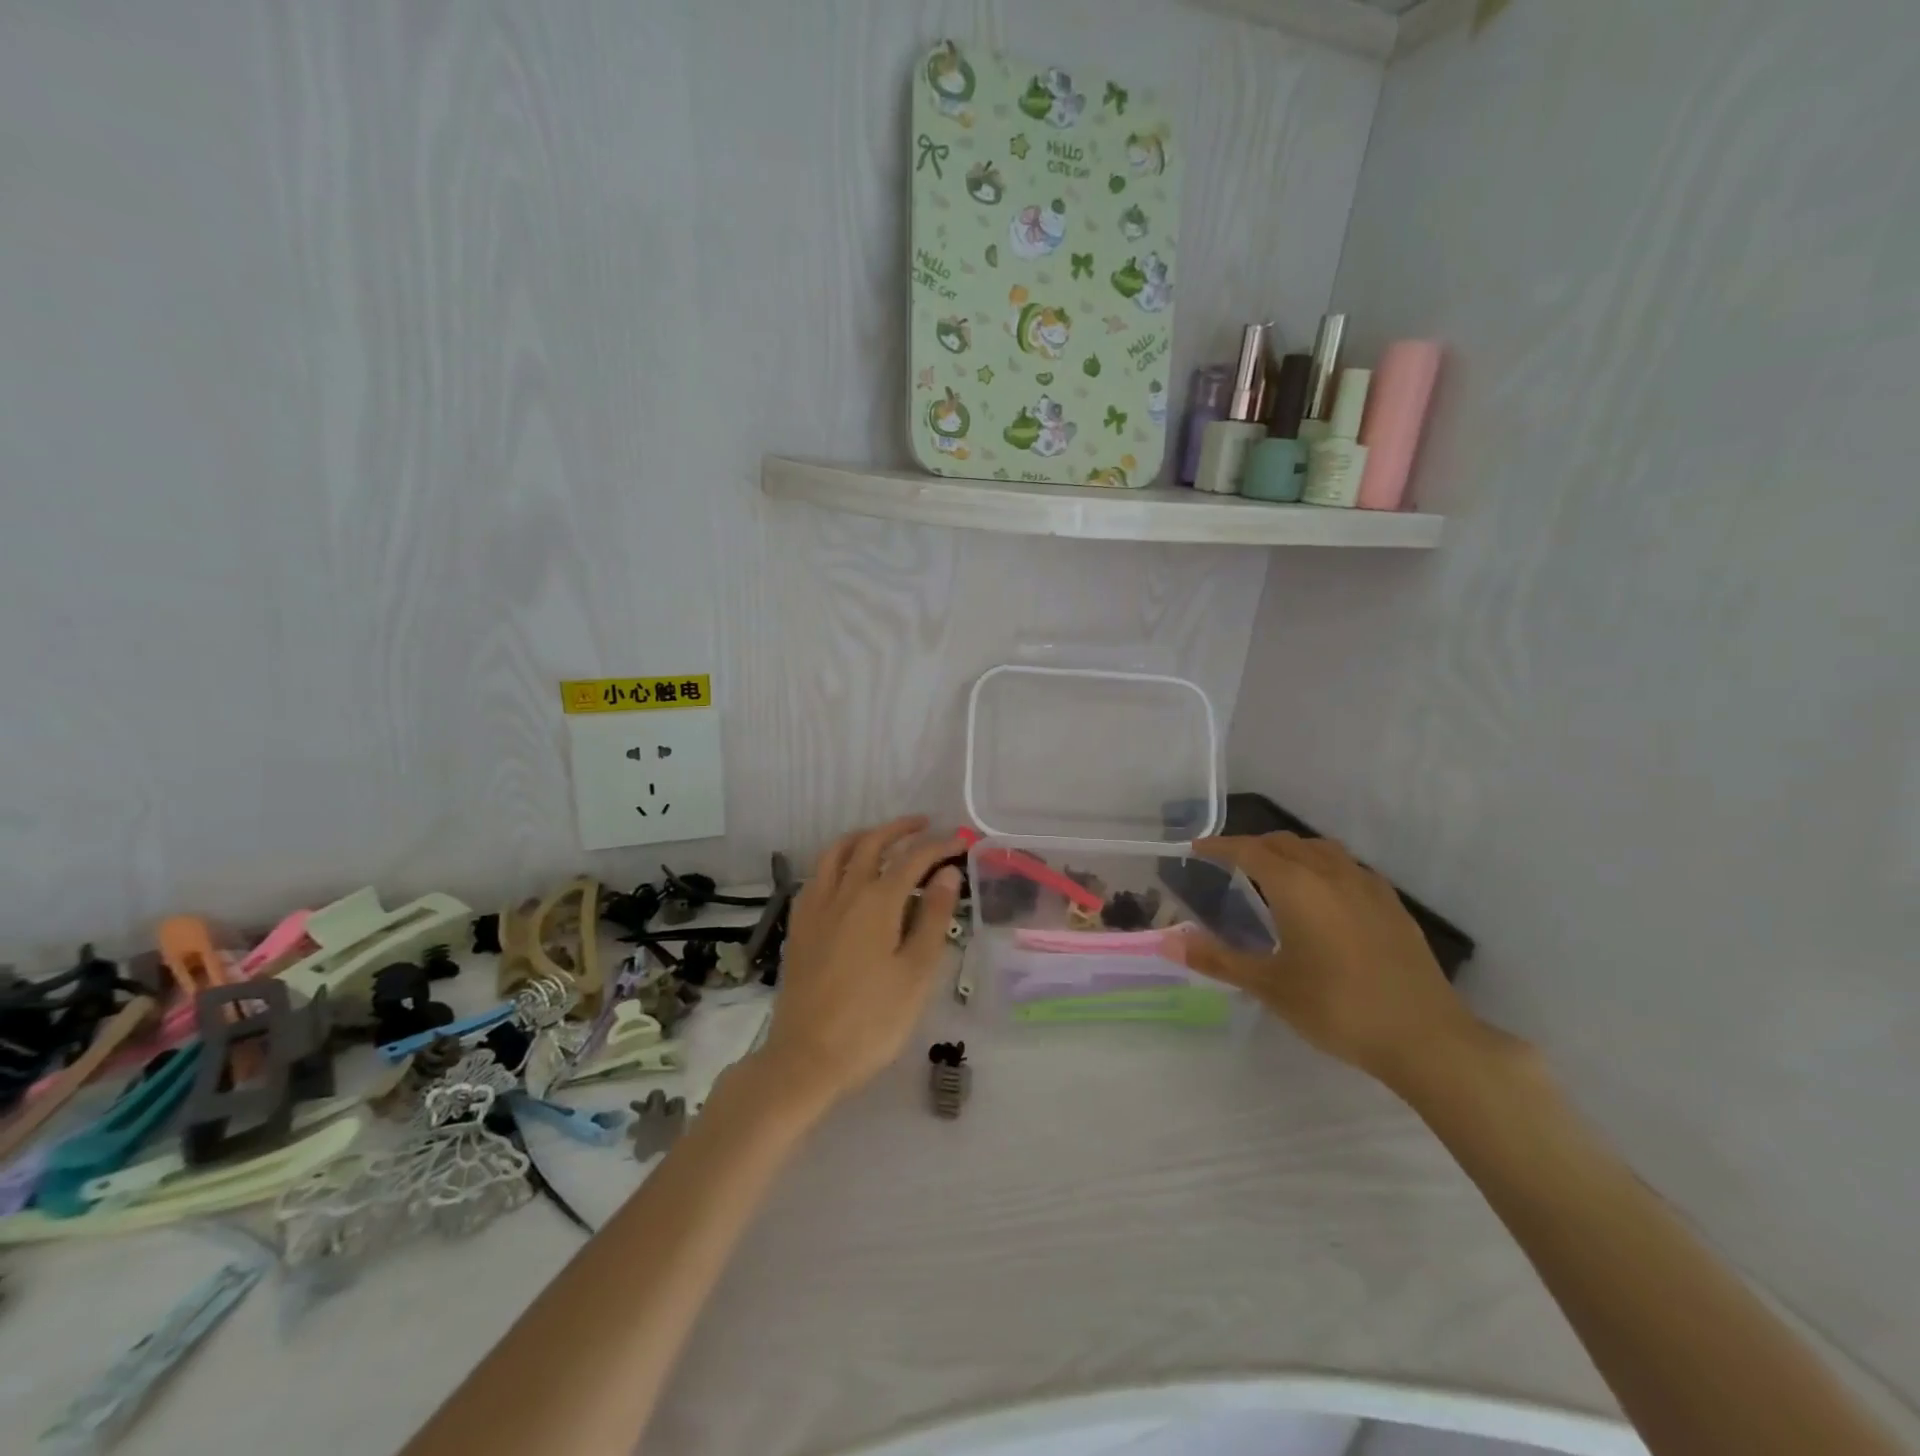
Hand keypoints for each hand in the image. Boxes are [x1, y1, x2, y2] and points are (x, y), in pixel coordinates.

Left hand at [757, 816, 965, 1106]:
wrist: (806, 1058)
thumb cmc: (872, 1021)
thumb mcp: (916, 973)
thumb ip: (933, 917)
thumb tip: (946, 873)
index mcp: (877, 901)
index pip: (913, 859)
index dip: (939, 845)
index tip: (961, 840)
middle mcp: (843, 893)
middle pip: (871, 844)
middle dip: (900, 829)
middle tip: (924, 825)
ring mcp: (815, 907)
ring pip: (836, 853)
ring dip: (863, 837)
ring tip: (882, 838)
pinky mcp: (799, 926)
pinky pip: (816, 876)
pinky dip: (836, 861)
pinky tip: (844, 876)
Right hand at [1181, 833, 1489, 1088]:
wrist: (1425, 1037)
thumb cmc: (1337, 1007)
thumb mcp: (1269, 985)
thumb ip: (1217, 958)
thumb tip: (1168, 940)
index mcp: (1296, 885)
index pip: (1249, 850)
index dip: (1220, 846)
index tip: (1197, 849)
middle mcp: (1331, 873)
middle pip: (1284, 843)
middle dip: (1253, 846)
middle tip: (1229, 862)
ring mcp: (1367, 886)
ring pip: (1320, 849)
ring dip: (1290, 851)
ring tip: (1274, 870)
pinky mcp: (1392, 905)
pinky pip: (1348, 867)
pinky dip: (1322, 866)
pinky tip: (1324, 893)